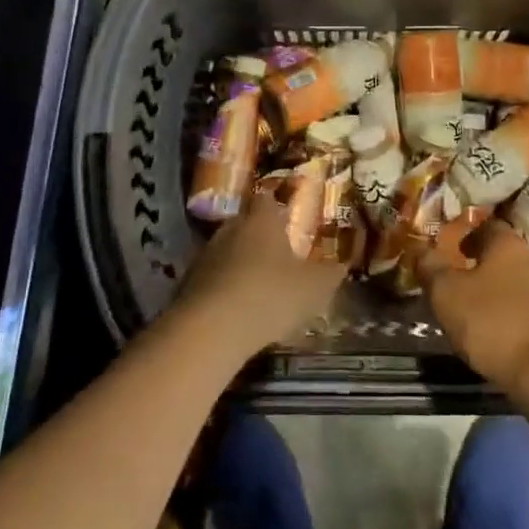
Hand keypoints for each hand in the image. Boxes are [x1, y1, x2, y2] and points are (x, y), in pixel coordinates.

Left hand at [173, 194, 345, 355]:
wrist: (210, 330)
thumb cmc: (270, 296)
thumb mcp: (315, 288)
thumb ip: (331, 274)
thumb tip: (341, 265)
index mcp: (261, 220)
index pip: (267, 198)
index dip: (277, 204)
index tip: (287, 214)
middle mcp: (230, 228)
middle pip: (245, 224)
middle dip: (259, 237)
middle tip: (277, 255)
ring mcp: (204, 255)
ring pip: (227, 252)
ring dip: (240, 264)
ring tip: (258, 287)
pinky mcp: (187, 284)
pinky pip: (212, 279)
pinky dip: (224, 288)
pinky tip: (236, 310)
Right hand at [422, 220, 528, 392]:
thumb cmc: (494, 323)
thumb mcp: (447, 295)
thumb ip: (432, 268)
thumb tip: (421, 249)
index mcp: (507, 244)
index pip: (487, 226)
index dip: (469, 237)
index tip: (456, 252)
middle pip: (509, 255)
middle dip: (490, 268)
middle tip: (468, 286)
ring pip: (526, 283)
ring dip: (508, 293)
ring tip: (488, 316)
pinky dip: (525, 317)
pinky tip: (512, 336)